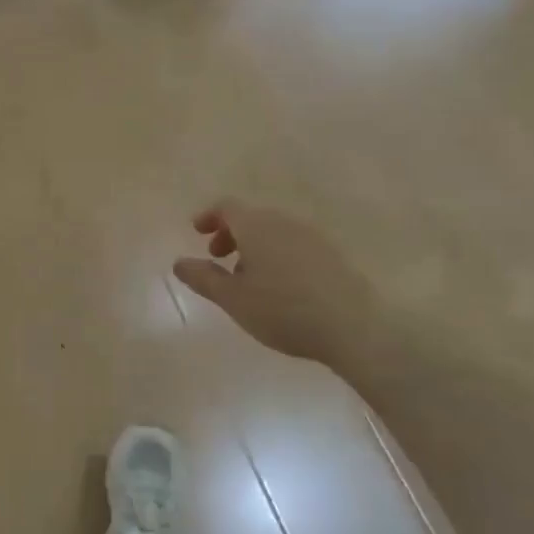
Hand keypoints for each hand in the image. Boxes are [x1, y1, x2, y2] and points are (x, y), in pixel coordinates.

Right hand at [173, 200, 377, 370]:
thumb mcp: (233, 299)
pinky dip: (276, 254)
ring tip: (247, 278)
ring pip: (273, 231)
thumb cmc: (282, 310)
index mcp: (256, 226)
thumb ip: (203, 278)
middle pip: (251, 217)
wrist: (353, 326)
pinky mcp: (332, 254)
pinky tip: (279, 286)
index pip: (227, 207)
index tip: (197, 232)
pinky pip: (294, 244)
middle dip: (230, 233)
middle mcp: (284, 222)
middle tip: (218, 258)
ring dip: (254, 246)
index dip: (209, 216)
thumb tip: (179, 263)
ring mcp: (312, 236)